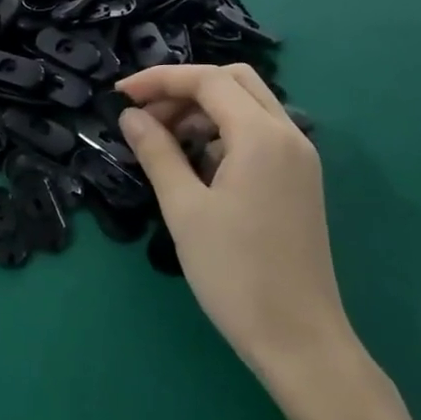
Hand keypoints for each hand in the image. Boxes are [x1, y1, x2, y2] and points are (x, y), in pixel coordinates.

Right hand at [116, 64, 355, 380]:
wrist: (299, 340)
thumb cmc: (235, 273)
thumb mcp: (184, 209)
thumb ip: (157, 152)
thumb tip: (131, 116)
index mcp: (262, 136)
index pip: (207, 80)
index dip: (159, 79)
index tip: (120, 95)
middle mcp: (289, 135)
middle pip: (234, 81)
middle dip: (184, 88)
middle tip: (145, 115)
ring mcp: (299, 158)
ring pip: (248, 106)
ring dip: (203, 110)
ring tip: (162, 142)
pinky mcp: (298, 180)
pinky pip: (258, 134)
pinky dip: (222, 132)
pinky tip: (195, 164)